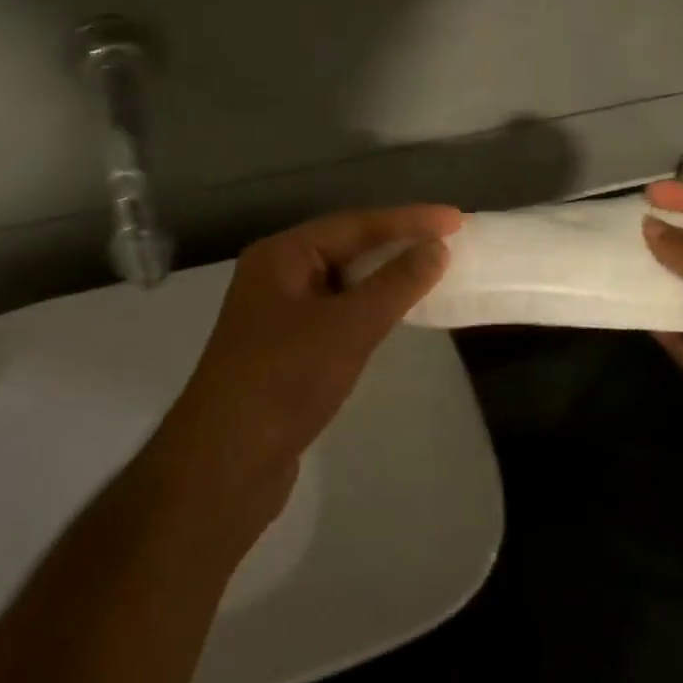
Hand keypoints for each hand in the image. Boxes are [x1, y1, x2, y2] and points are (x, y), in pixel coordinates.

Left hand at [157, 205, 462, 529]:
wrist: (226, 463)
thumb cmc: (285, 379)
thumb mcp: (348, 326)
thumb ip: (395, 283)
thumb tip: (436, 247)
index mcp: (281, 256)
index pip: (354, 224)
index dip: (408, 220)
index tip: (456, 220)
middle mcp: (275, 276)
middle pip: (345, 248)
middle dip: (396, 245)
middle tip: (448, 243)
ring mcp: (277, 315)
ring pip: (341, 284)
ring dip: (383, 279)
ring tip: (429, 273)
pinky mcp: (284, 351)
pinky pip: (335, 315)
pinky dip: (367, 311)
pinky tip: (392, 317)